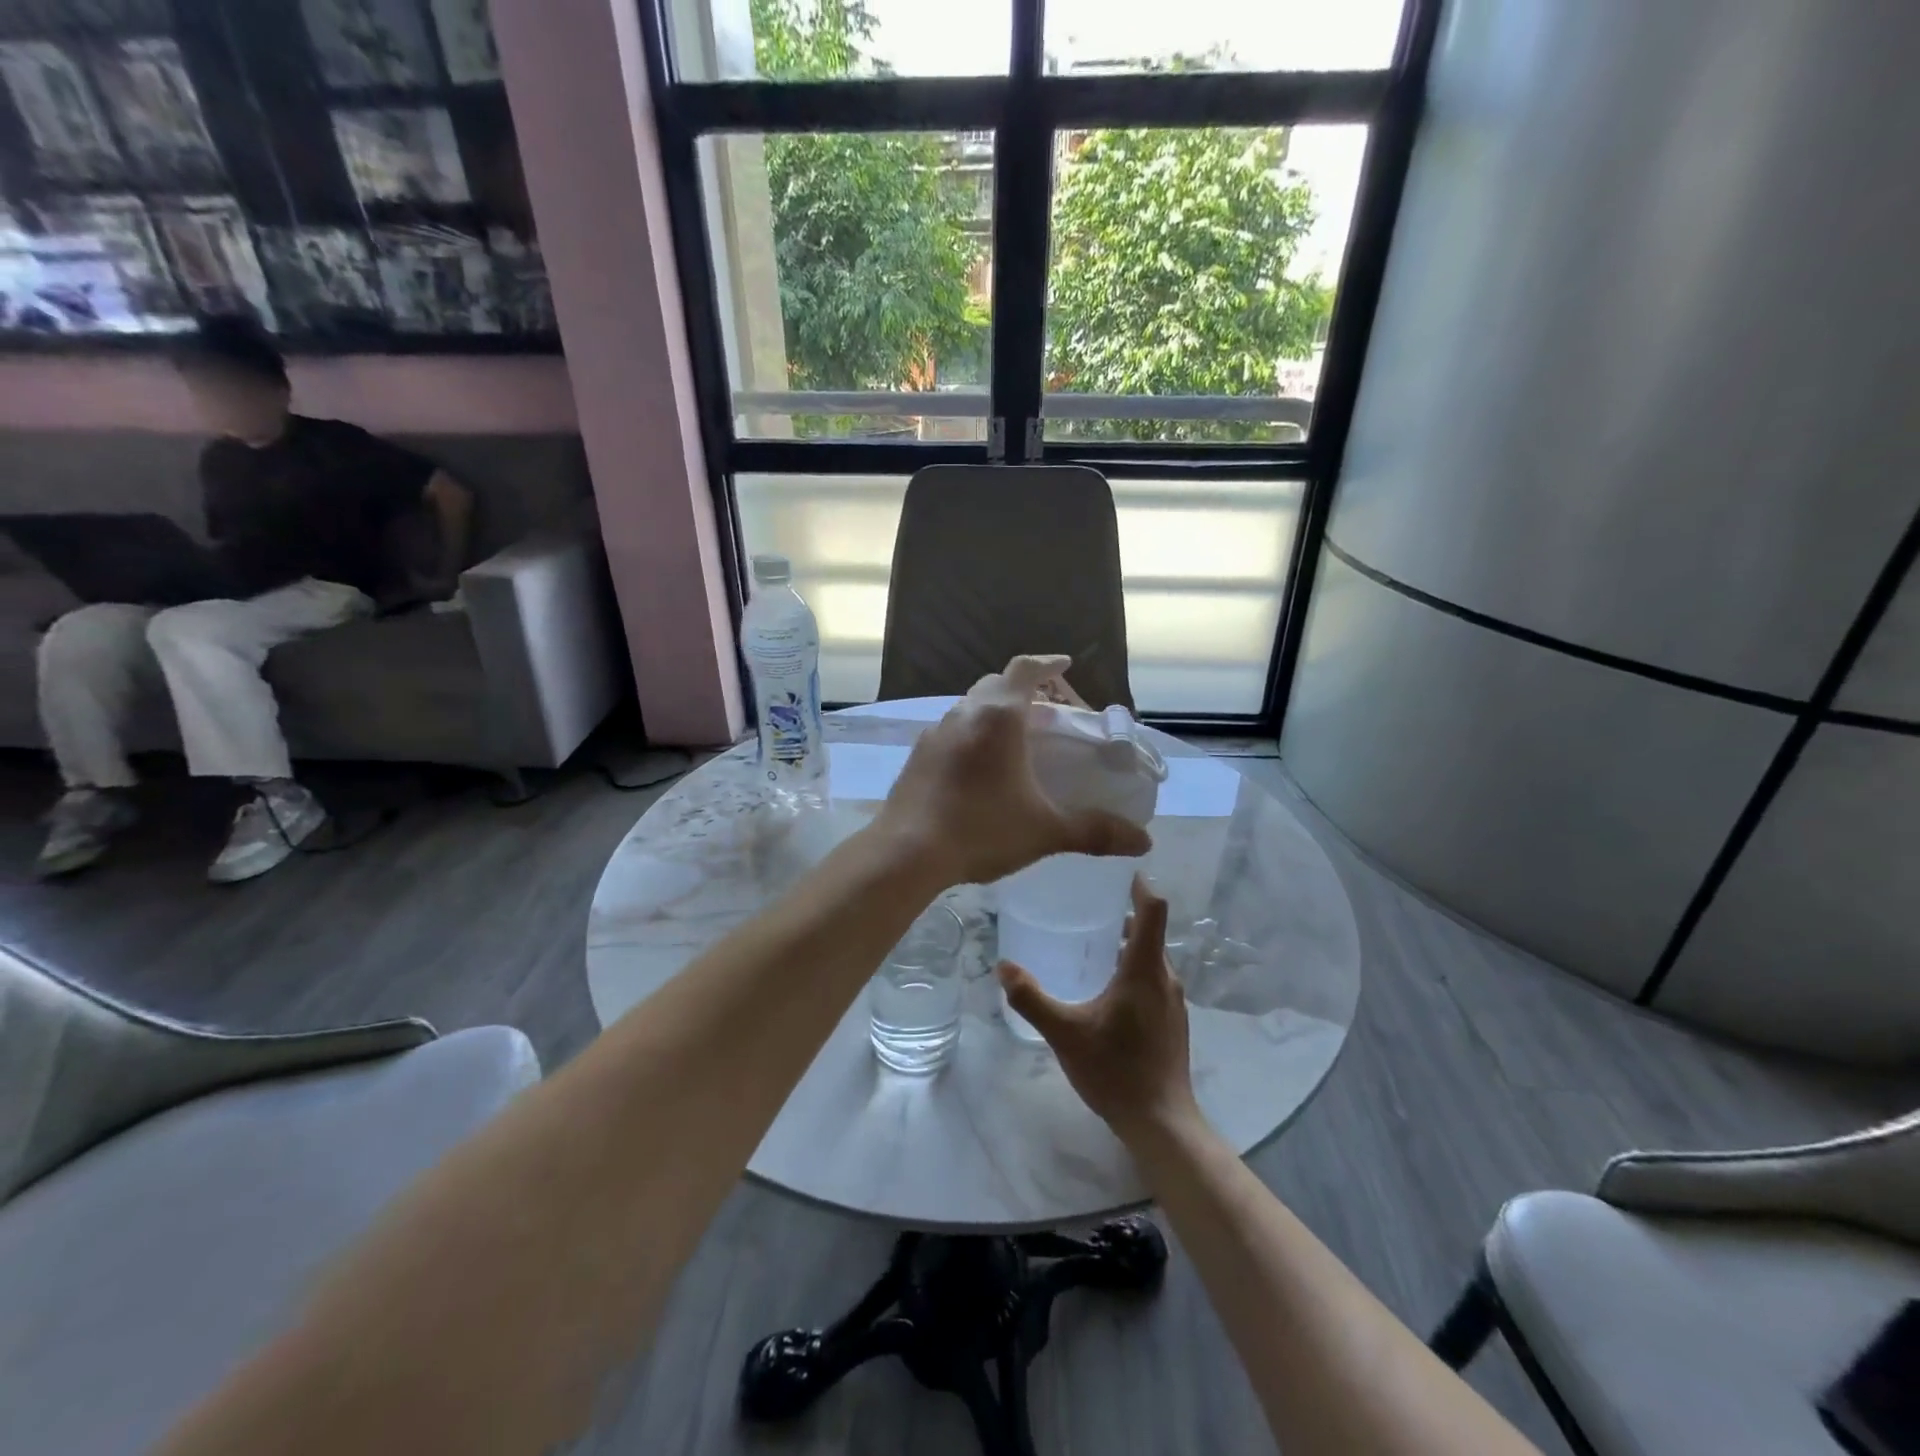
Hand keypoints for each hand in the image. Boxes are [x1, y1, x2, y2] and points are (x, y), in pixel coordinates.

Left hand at [871, 655, 1150, 887]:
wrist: (906, 853)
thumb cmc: (981, 830)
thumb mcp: (1045, 830)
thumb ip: (1094, 831)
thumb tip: (1144, 841)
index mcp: (999, 717)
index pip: (1025, 670)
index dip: (1048, 664)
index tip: (1065, 664)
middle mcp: (964, 714)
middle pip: (996, 684)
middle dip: (1024, 690)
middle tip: (1048, 715)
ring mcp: (934, 733)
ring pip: (970, 708)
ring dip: (996, 713)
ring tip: (1017, 742)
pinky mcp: (917, 756)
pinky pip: (952, 731)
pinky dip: (973, 735)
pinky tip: (980, 769)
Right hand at [997, 876, 1199, 1143]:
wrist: (1161, 1122)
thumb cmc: (1115, 1070)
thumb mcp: (1064, 1033)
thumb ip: (1032, 998)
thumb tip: (1003, 966)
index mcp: (1144, 969)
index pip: (1153, 909)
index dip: (1139, 884)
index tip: (1117, 870)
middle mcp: (1165, 977)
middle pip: (1150, 931)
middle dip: (1122, 914)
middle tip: (1085, 905)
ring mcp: (1173, 1001)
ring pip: (1150, 957)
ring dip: (1126, 944)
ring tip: (1090, 944)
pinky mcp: (1172, 1021)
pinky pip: (1153, 979)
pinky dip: (1132, 968)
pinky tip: (1104, 988)